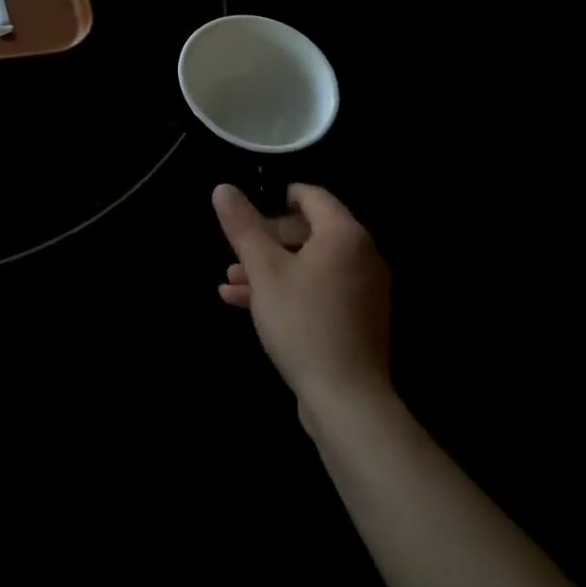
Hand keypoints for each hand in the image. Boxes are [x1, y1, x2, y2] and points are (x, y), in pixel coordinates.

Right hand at [213, 183, 391, 413]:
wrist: (345, 398)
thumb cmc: (302, 322)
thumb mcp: (263, 270)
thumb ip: (242, 226)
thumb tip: (222, 188)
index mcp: (345, 235)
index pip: (312, 196)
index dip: (277, 197)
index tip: (249, 210)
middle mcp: (362, 256)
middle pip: (309, 232)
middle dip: (265, 241)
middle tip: (234, 255)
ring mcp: (362, 290)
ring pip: (309, 265)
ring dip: (269, 269)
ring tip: (230, 283)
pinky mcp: (357, 319)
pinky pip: (318, 290)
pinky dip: (287, 291)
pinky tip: (245, 305)